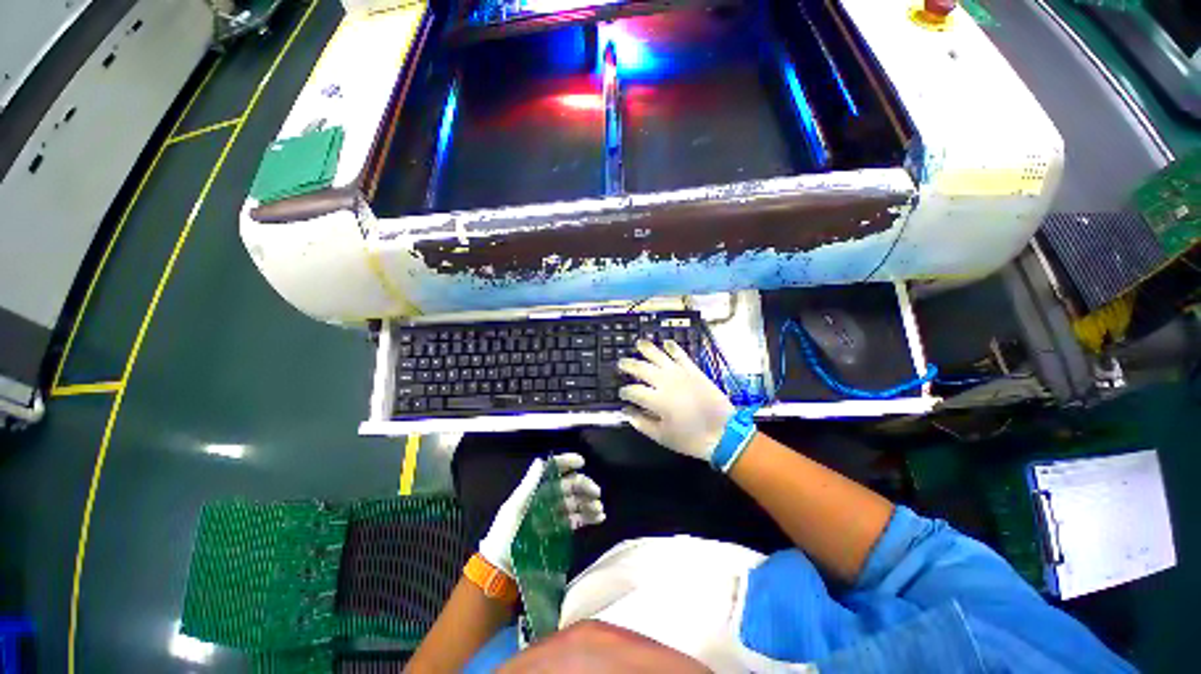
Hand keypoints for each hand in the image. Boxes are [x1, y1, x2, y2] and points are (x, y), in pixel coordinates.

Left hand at [478, 453, 604, 576]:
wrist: (502, 568)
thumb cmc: (506, 534)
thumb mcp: (515, 507)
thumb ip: (530, 483)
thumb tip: (541, 459)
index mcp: (536, 489)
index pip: (554, 469)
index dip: (567, 462)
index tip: (582, 462)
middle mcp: (547, 497)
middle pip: (569, 485)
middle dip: (584, 485)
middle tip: (596, 493)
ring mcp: (553, 513)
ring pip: (575, 501)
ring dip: (589, 502)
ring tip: (599, 509)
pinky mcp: (558, 529)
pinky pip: (576, 519)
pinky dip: (588, 517)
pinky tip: (598, 518)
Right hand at [618, 340, 735, 461]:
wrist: (724, 432)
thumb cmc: (691, 438)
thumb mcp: (662, 437)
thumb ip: (641, 423)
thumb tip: (626, 411)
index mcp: (656, 399)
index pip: (633, 390)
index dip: (625, 391)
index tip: (622, 393)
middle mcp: (665, 382)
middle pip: (641, 368)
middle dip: (628, 365)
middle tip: (621, 363)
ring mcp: (680, 373)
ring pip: (659, 356)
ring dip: (647, 349)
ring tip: (639, 343)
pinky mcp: (693, 370)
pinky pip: (681, 354)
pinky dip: (673, 347)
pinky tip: (667, 342)